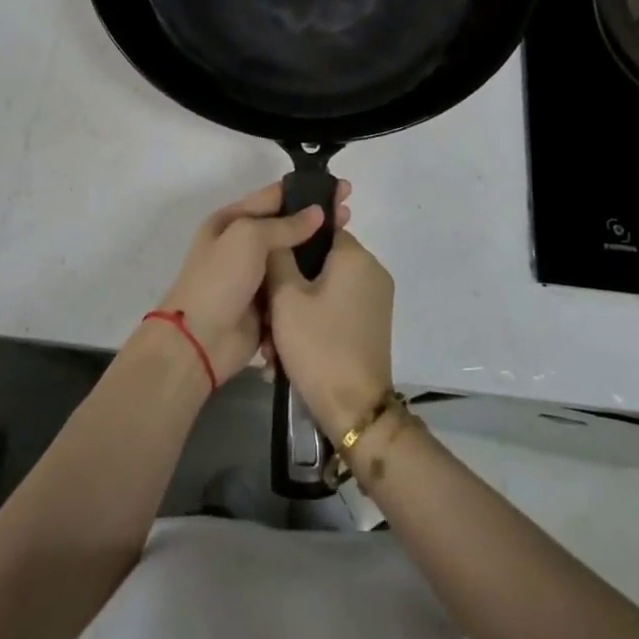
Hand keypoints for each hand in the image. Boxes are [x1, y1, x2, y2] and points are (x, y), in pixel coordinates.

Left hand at [155, 180, 351, 381]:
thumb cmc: (220, 279)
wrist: (199, 341)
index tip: (341, 189)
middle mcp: (243, 244)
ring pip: (293, 256)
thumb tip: (317, 213)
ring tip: (349, 242)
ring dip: (317, 249)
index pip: (274, 197)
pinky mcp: (267, 304)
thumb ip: (285, 225)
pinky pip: (294, 285)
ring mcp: (256, 276)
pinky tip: (337, 275)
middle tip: (350, 213)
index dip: (307, 190)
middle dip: (317, 218)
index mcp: (231, 221)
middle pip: (287, 225)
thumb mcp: (248, 238)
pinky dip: (311, 280)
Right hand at [267, 229, 395, 439]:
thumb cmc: (318, 344)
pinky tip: (286, 355)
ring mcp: (375, 300)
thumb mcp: (285, 297)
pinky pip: (336, 310)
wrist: (355, 409)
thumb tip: (278, 230)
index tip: (265, 265)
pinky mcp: (372, 325)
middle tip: (263, 316)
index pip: (319, 229)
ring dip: (295, 312)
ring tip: (270, 345)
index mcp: (356, 256)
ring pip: (324, 291)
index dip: (289, 244)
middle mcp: (372, 271)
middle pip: (320, 263)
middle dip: (287, 287)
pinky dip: (313, 324)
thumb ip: (278, 255)